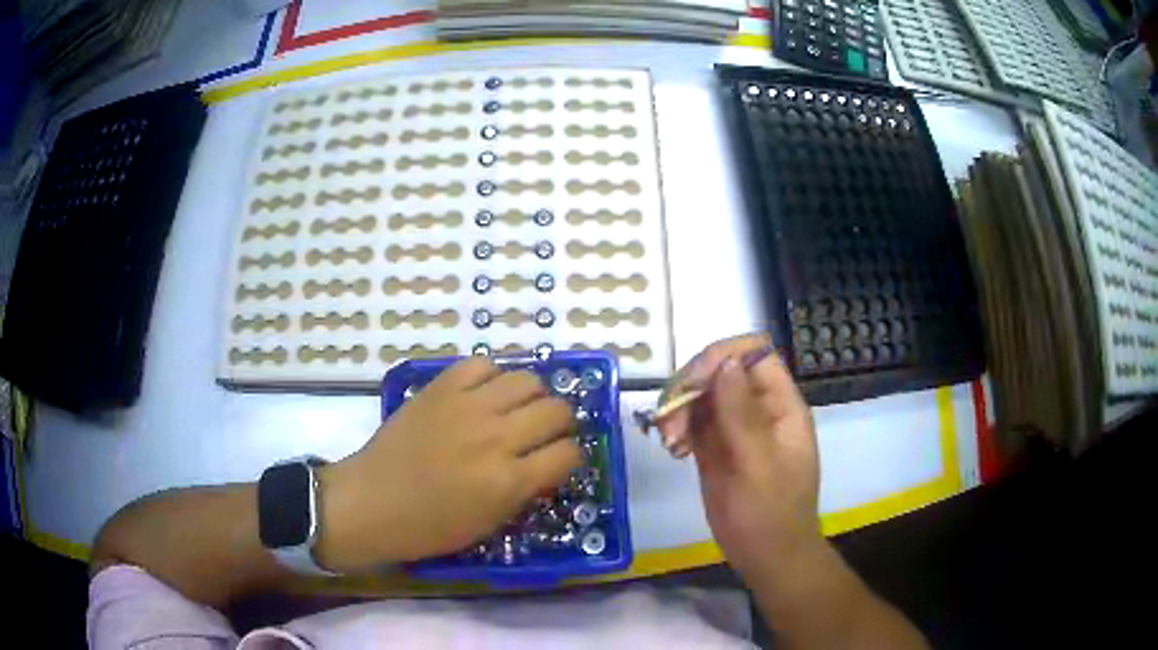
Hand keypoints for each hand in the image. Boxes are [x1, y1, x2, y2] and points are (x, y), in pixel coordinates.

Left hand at [315, 357, 582, 571]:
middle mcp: (496, 437)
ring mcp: (467, 407)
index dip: (571, 457)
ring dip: (532, 396)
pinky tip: (484, 394)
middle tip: (544, 433)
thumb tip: (547, 464)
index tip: (560, 460)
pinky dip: (491, 377)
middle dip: (560, 423)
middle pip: (557, 410)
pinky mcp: (440, 388)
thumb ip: (524, 491)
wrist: (371, 501)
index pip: (569, 454)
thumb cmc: (429, 526)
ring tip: (517, 409)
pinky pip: (482, 365)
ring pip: (527, 380)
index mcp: (509, 481)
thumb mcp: (488, 524)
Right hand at [659, 333, 823, 578]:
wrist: (767, 557)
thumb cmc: (771, 514)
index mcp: (781, 406)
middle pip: (721, 371)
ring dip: (679, 409)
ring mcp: (735, 429)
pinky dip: (677, 428)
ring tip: (669, 441)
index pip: (754, 355)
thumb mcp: (758, 465)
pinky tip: (672, 449)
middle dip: (691, 387)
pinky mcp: (715, 449)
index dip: (721, 358)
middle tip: (669, 422)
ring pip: (702, 396)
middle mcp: (758, 410)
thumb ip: (742, 414)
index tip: (692, 384)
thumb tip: (725, 363)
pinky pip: (692, 422)